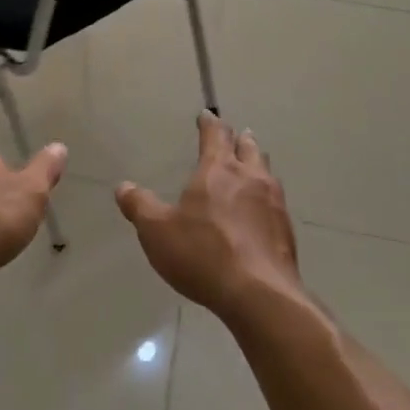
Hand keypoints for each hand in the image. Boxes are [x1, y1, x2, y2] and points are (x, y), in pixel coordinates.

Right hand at [115, 112, 301, 322]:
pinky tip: (261, 210)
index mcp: (218, 170)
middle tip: (237, 135)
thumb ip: (139, 206)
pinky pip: (275, 201)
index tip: (207, 115)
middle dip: (240, 139)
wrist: (259, 294)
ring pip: (266, 172)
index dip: (209, 124)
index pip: (215, 135)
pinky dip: (266, 196)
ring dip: (257, 163)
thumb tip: (123, 187)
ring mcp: (274, 203)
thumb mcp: (157, 231)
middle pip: (248, 148)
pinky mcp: (286, 230)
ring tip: (252, 164)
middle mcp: (250, 178)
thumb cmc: (203, 254)